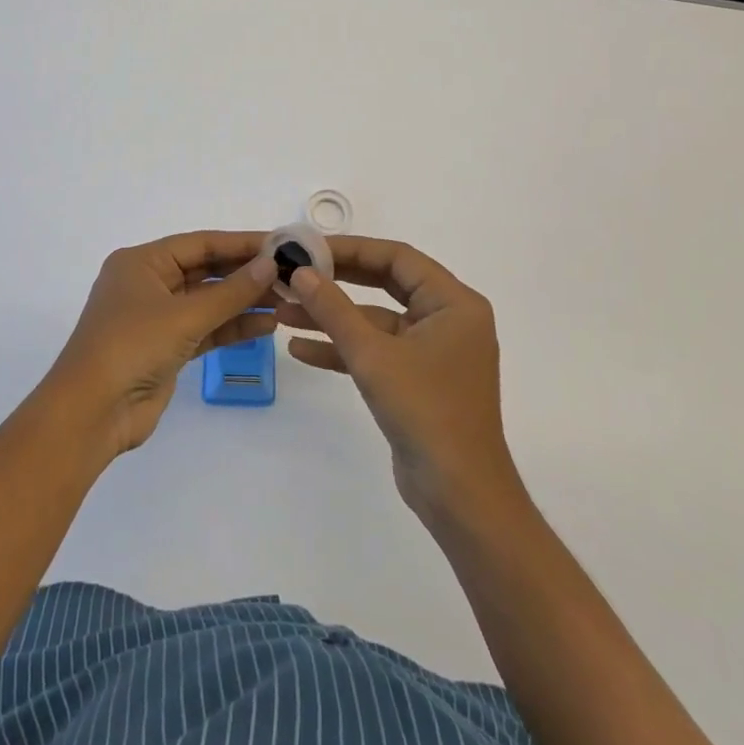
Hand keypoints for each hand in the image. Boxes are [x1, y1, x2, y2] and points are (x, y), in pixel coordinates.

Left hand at [45, 232, 277, 461]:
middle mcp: (149, 284)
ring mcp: (157, 318)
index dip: (240, 243)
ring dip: (243, 302)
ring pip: (208, 302)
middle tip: (290, 274)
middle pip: (205, 271)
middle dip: (245, 274)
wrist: (91, 413)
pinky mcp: (166, 349)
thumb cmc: (131, 347)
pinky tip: (265, 327)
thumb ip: (231, 291)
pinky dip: (232, 328)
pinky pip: (205, 330)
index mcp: (142, 263)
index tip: (279, 244)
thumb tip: (270, 264)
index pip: (200, 244)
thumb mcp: (184, 315)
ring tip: (286, 301)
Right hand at [278, 237, 522, 524]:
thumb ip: (334, 310)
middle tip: (295, 272)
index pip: (398, 258)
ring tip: (283, 312)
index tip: (310, 247)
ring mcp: (432, 351)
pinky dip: (343, 349)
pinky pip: (377, 351)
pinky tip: (301, 349)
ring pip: (375, 321)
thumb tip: (300, 272)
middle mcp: (447, 319)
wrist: (460, 496)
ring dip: (332, 318)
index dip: (352, 249)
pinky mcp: (417, 380)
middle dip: (337, 282)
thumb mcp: (373, 356)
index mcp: (453, 303)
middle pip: (385, 284)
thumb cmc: (426, 412)